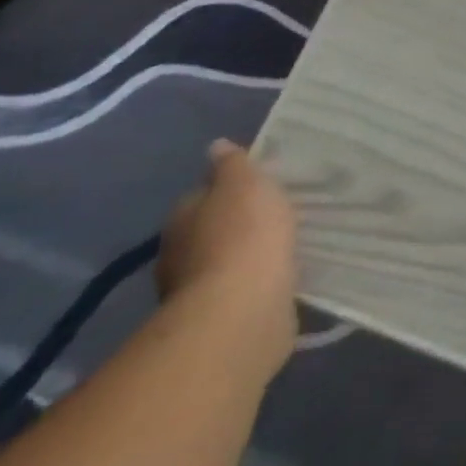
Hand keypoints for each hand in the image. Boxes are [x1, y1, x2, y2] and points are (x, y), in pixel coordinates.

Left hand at [158, 139, 298, 375]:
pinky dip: (258, 282)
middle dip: (238, 224)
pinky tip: (282, 275)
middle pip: (211, 230)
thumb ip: (233, 165)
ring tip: (285, 244)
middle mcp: (180, 255)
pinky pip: (244, 290)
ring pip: (227, 263)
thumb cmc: (245, 233)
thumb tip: (216, 146)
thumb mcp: (245, 183)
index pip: (201, 195)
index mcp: (182, 218)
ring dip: (248, 256)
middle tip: (277, 213)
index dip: (228, 188)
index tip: (260, 185)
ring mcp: (198, 292)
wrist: (244, 308)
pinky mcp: (222, 319)